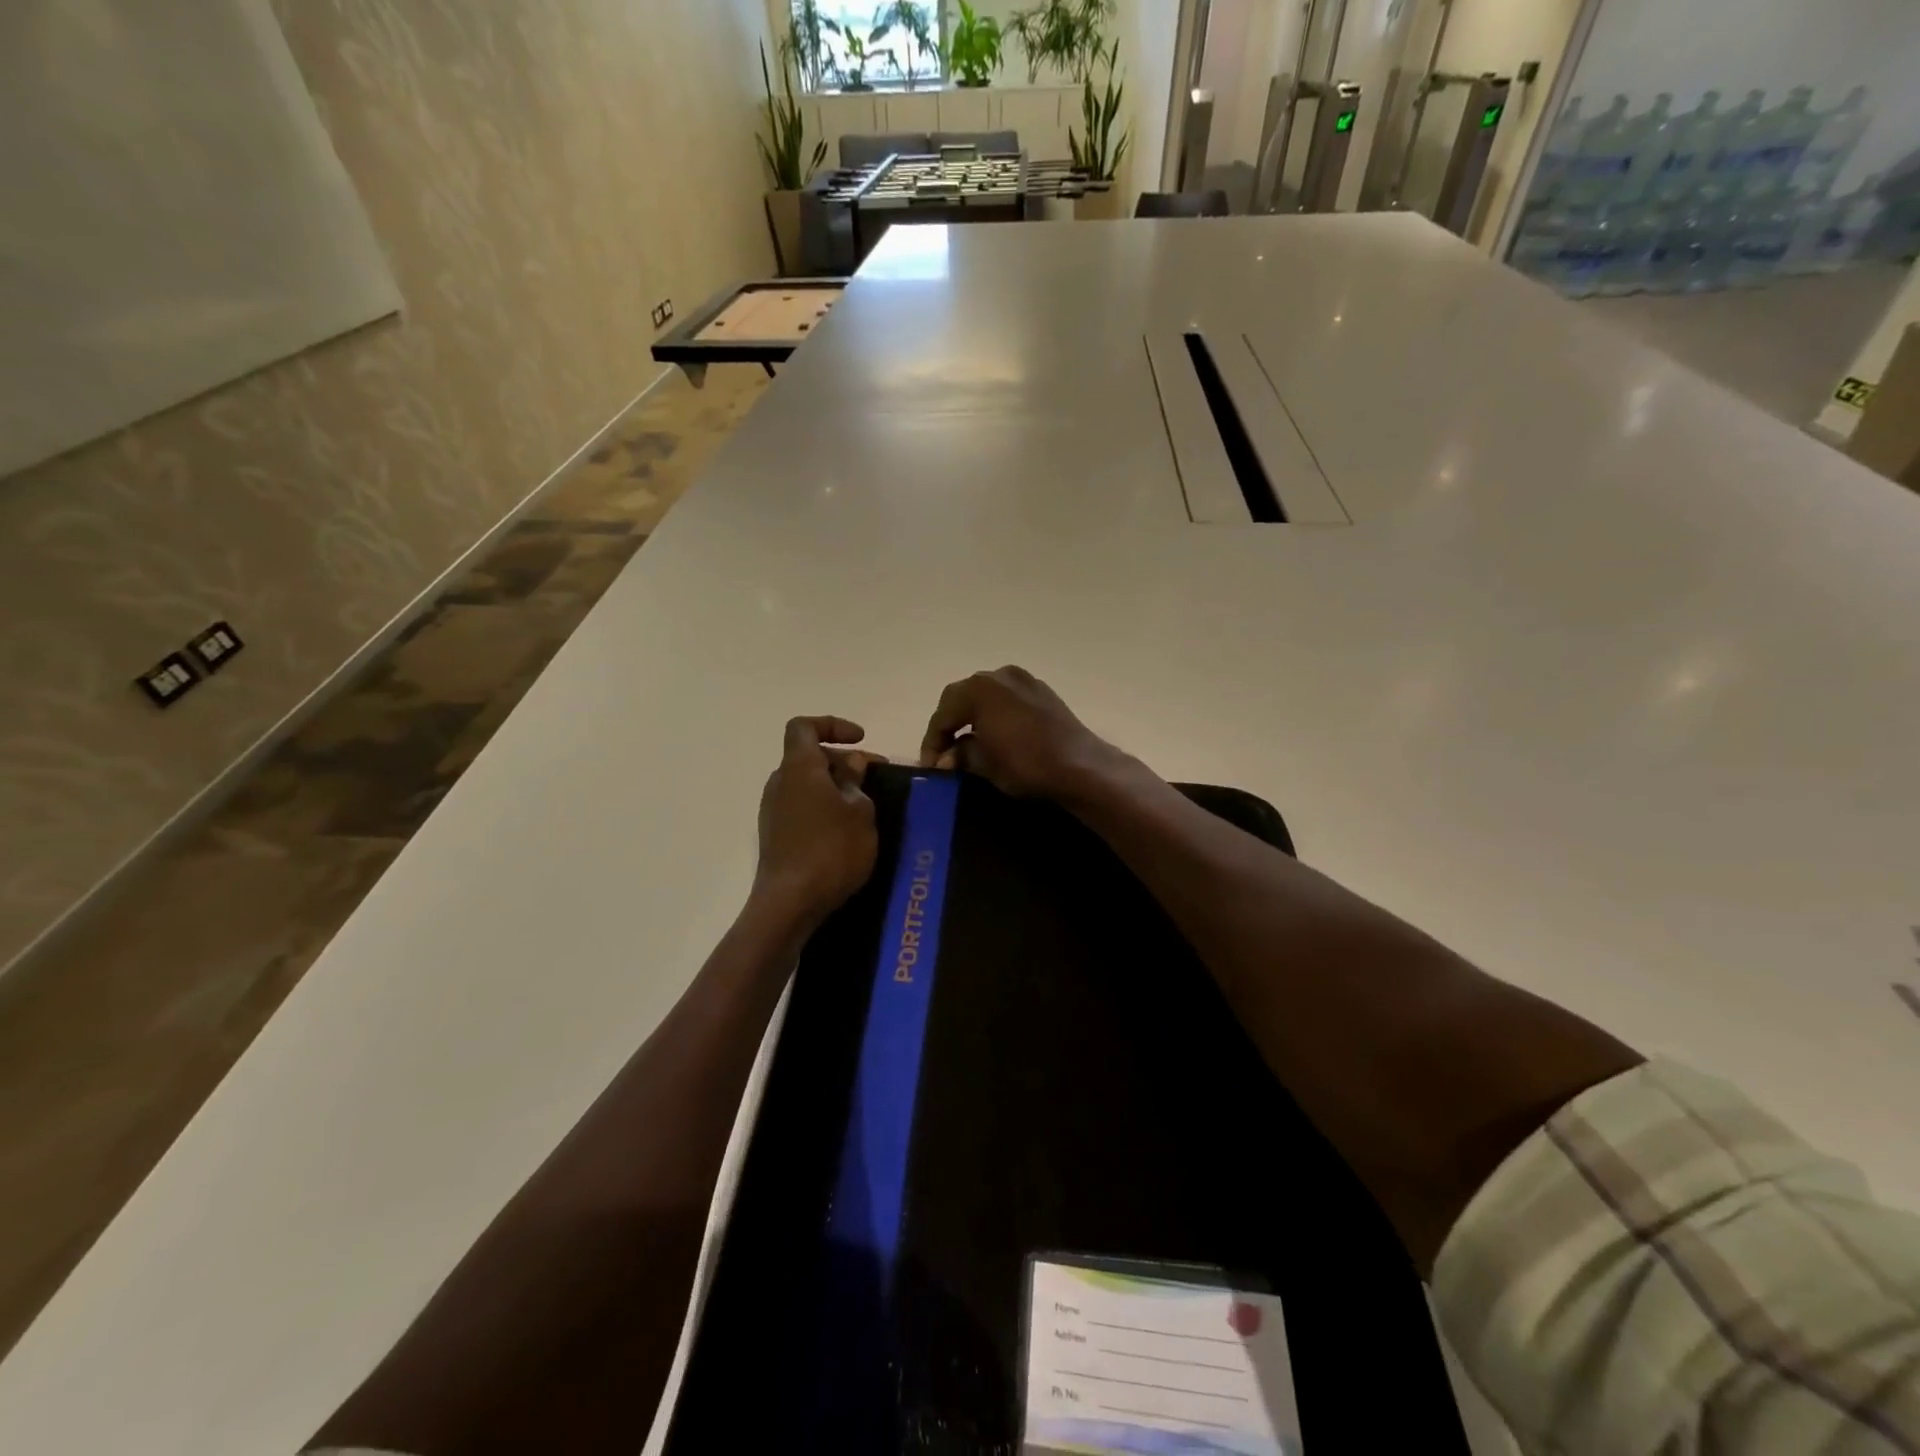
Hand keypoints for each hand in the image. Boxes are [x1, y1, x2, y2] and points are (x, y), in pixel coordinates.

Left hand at [753, 716, 881, 928]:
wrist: (790, 903)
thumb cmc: (831, 850)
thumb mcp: (860, 812)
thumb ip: (856, 782)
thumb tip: (851, 765)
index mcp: (799, 767)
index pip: (804, 727)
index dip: (832, 725)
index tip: (861, 740)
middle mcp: (780, 783)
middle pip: (808, 757)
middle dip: (843, 761)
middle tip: (875, 778)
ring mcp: (774, 811)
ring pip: (807, 784)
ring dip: (835, 787)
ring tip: (865, 806)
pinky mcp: (775, 836)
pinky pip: (802, 807)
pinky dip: (824, 808)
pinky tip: (847, 831)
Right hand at [919, 666, 1125, 799]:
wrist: (1081, 766)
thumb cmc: (1026, 764)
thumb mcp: (984, 764)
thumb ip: (961, 754)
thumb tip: (948, 757)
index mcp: (979, 688)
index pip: (943, 713)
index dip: (932, 741)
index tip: (930, 766)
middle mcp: (999, 675)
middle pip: (962, 698)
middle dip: (951, 726)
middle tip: (945, 754)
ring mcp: (1024, 680)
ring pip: (986, 697)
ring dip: (973, 718)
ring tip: (968, 745)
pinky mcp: (1043, 691)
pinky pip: (1008, 700)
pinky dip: (995, 715)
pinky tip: (996, 736)